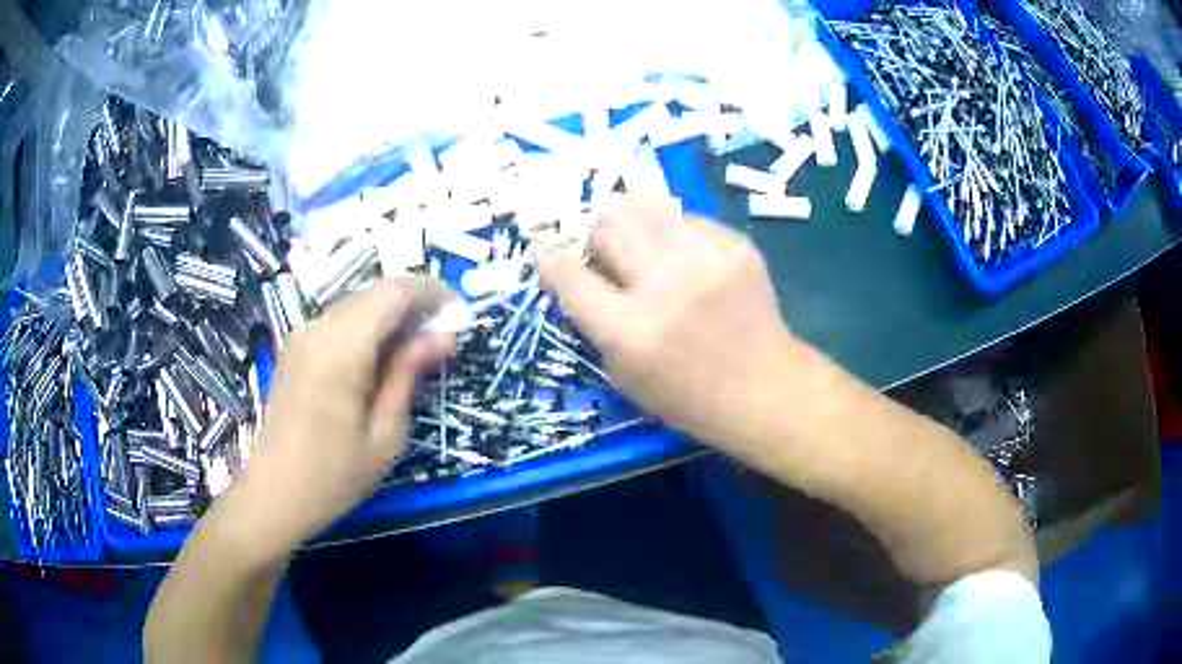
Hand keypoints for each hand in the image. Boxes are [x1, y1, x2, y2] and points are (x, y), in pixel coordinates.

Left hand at [225, 279, 454, 557]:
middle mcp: (318, 328)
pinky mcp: (297, 346)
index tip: (460, 316)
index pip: (395, 292)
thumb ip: (409, 375)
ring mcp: (303, 334)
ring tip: (418, 350)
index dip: (432, 294)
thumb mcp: (384, 434)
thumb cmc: (334, 476)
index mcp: (341, 349)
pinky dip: (370, 327)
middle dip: (415, 304)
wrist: (274, 492)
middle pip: (377, 292)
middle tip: (443, 338)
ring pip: (359, 303)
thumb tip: (444, 337)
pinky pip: (341, 320)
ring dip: (393, 316)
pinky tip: (382, 358)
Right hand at [539, 192, 796, 454]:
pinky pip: (684, 217)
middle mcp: (662, 284)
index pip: (568, 273)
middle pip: (606, 225)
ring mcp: (703, 258)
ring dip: (629, 221)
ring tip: (638, 242)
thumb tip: (579, 271)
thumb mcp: (623, 375)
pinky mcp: (734, 244)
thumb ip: (595, 321)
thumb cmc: (687, 396)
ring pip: (643, 205)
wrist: (763, 388)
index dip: (549, 257)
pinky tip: (682, 255)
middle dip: (594, 235)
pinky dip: (672, 231)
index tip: (545, 251)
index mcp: (628, 329)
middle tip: (603, 250)